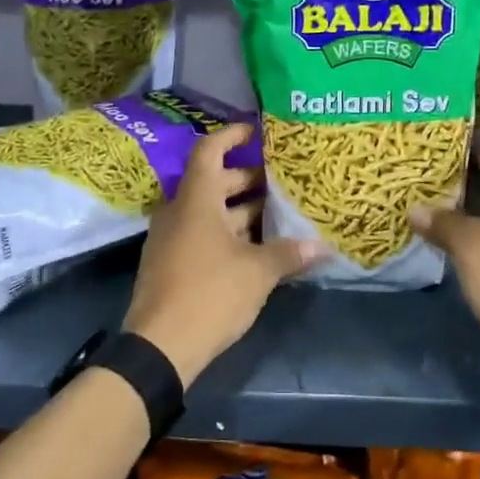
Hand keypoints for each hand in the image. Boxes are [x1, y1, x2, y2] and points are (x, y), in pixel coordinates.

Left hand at [124, 123, 321, 387]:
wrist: (158, 347)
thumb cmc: (209, 293)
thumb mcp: (257, 272)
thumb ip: (288, 253)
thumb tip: (321, 246)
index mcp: (195, 199)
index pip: (210, 150)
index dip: (232, 136)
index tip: (257, 131)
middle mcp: (179, 211)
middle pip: (213, 181)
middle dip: (247, 178)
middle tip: (281, 178)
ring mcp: (172, 239)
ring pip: (209, 211)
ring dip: (241, 209)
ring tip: (277, 212)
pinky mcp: (171, 264)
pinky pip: (202, 234)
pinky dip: (228, 233)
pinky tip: (257, 246)